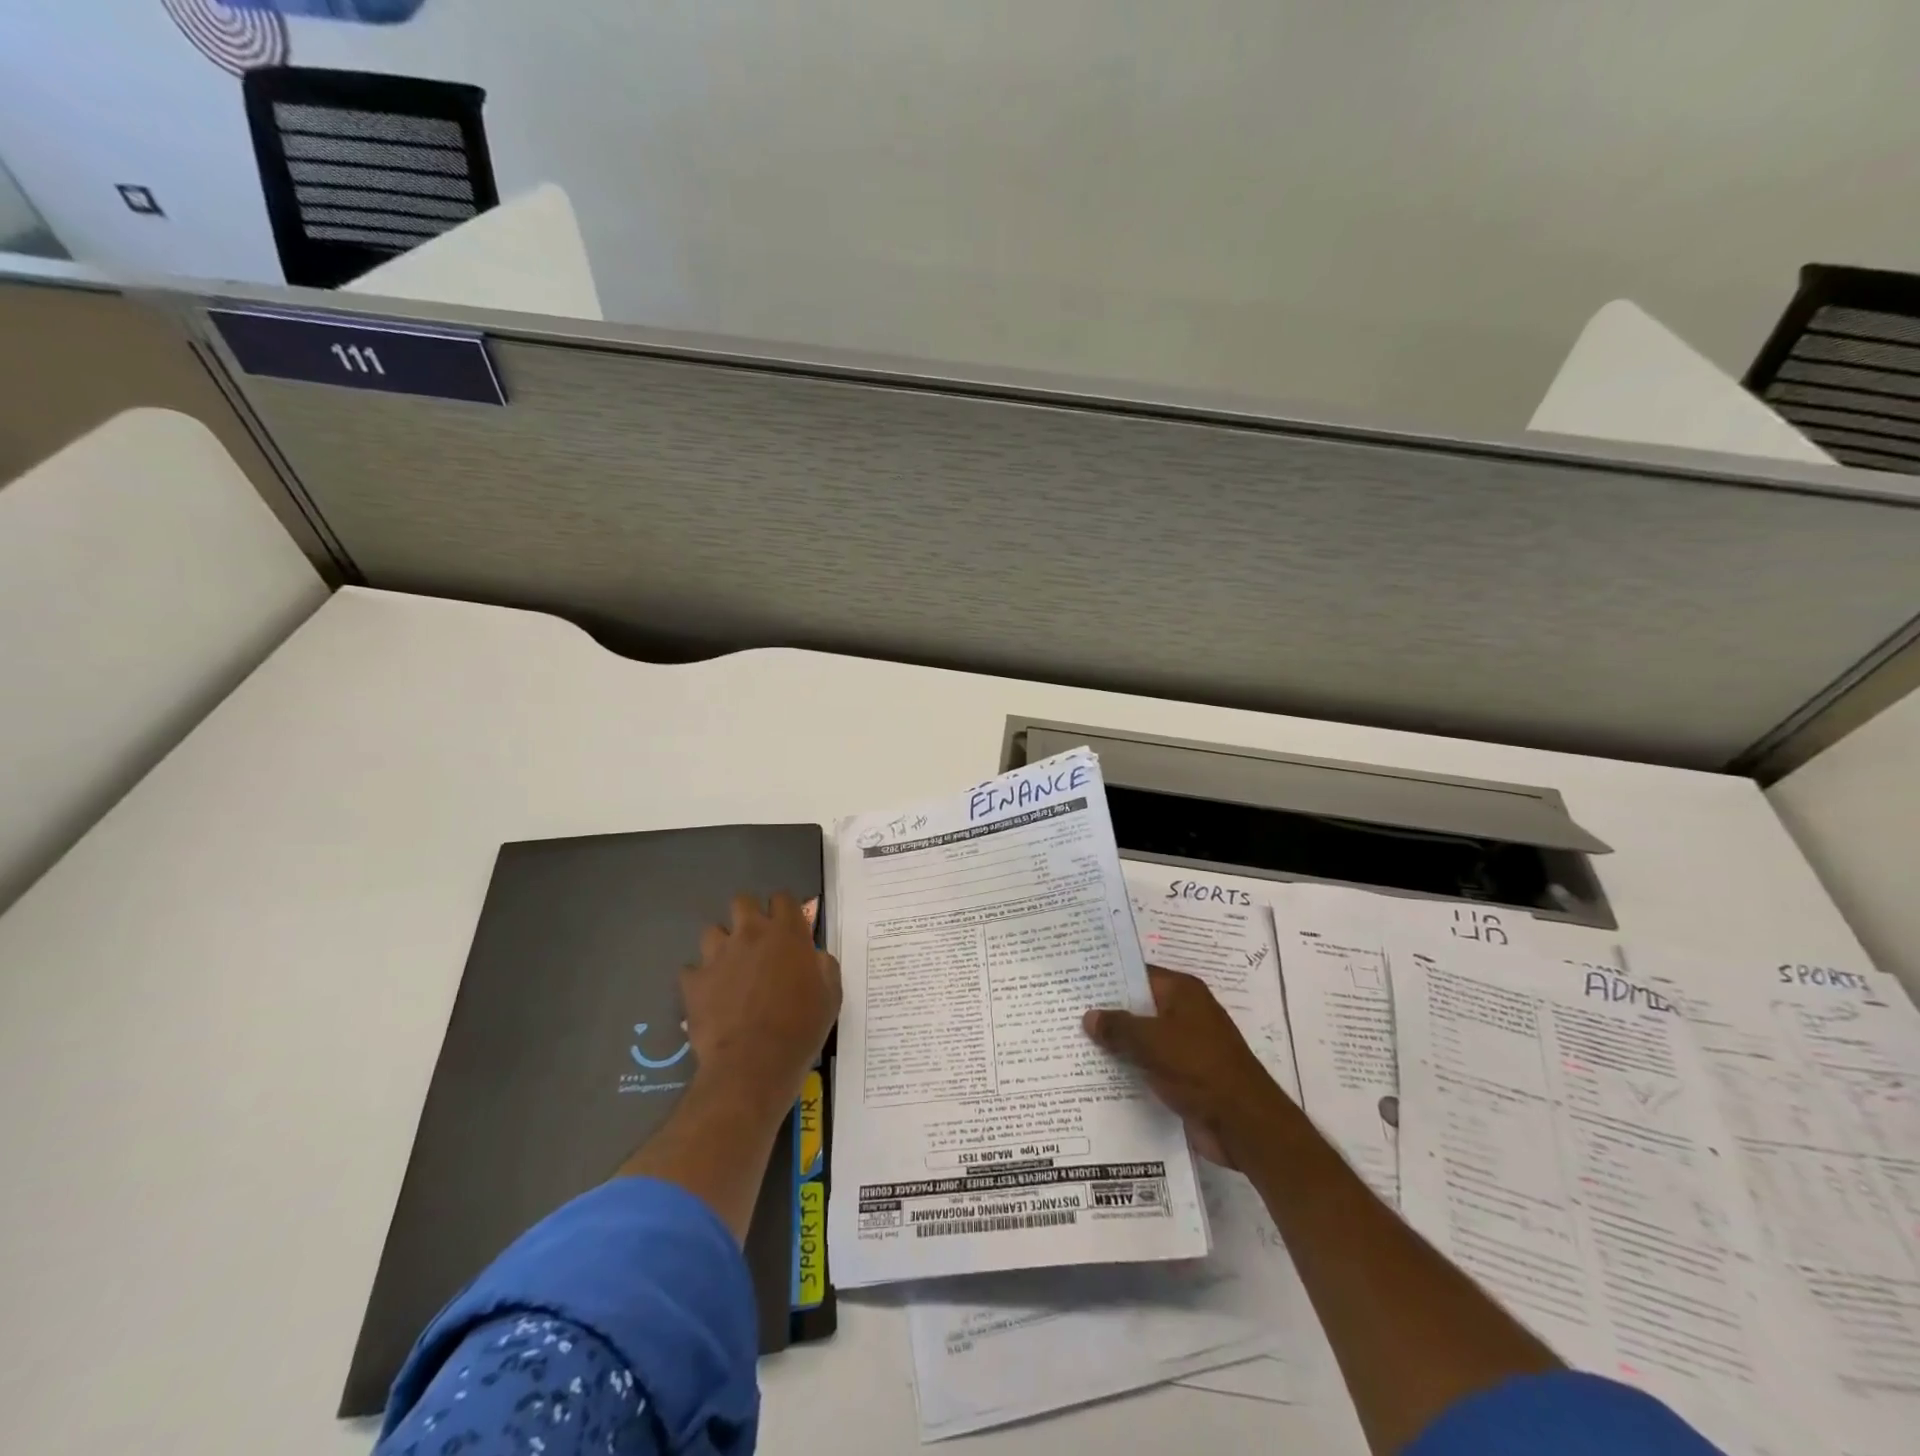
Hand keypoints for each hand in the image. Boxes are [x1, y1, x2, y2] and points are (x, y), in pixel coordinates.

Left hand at [683, 892, 840, 1118]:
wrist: (754, 1064)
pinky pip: (692, 969)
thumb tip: (813, 956)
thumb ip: (823, 965)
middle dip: (748, 915)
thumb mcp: (831, 994)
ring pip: (712, 931)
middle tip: (757, 942)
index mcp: (786, 932)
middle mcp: (750, 933)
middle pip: (742, 901)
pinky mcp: (693, 981)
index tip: (788, 928)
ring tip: (730, 968)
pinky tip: (710, 996)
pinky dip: (700, 979)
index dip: (785, 910)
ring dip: (722, 945)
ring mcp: (718, 955)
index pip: (783, 897)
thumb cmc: (801, 1027)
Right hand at [1083, 967, 1291, 1166]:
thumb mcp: (1153, 1041)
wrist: (1244, 1125)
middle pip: (1139, 1007)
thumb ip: (1119, 1027)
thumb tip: (1089, 1016)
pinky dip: (1129, 1068)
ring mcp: (1186, 1046)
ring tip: (1073, 1043)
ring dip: (1117, 1044)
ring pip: (1142, 1038)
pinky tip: (1098, 1074)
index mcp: (1183, 992)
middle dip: (1108, 1013)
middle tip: (1066, 1013)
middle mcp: (1185, 1013)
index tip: (1077, 982)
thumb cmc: (1199, 1068)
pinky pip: (1149, 1065)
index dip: (1108, 977)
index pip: (1139, 974)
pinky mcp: (1184, 1076)